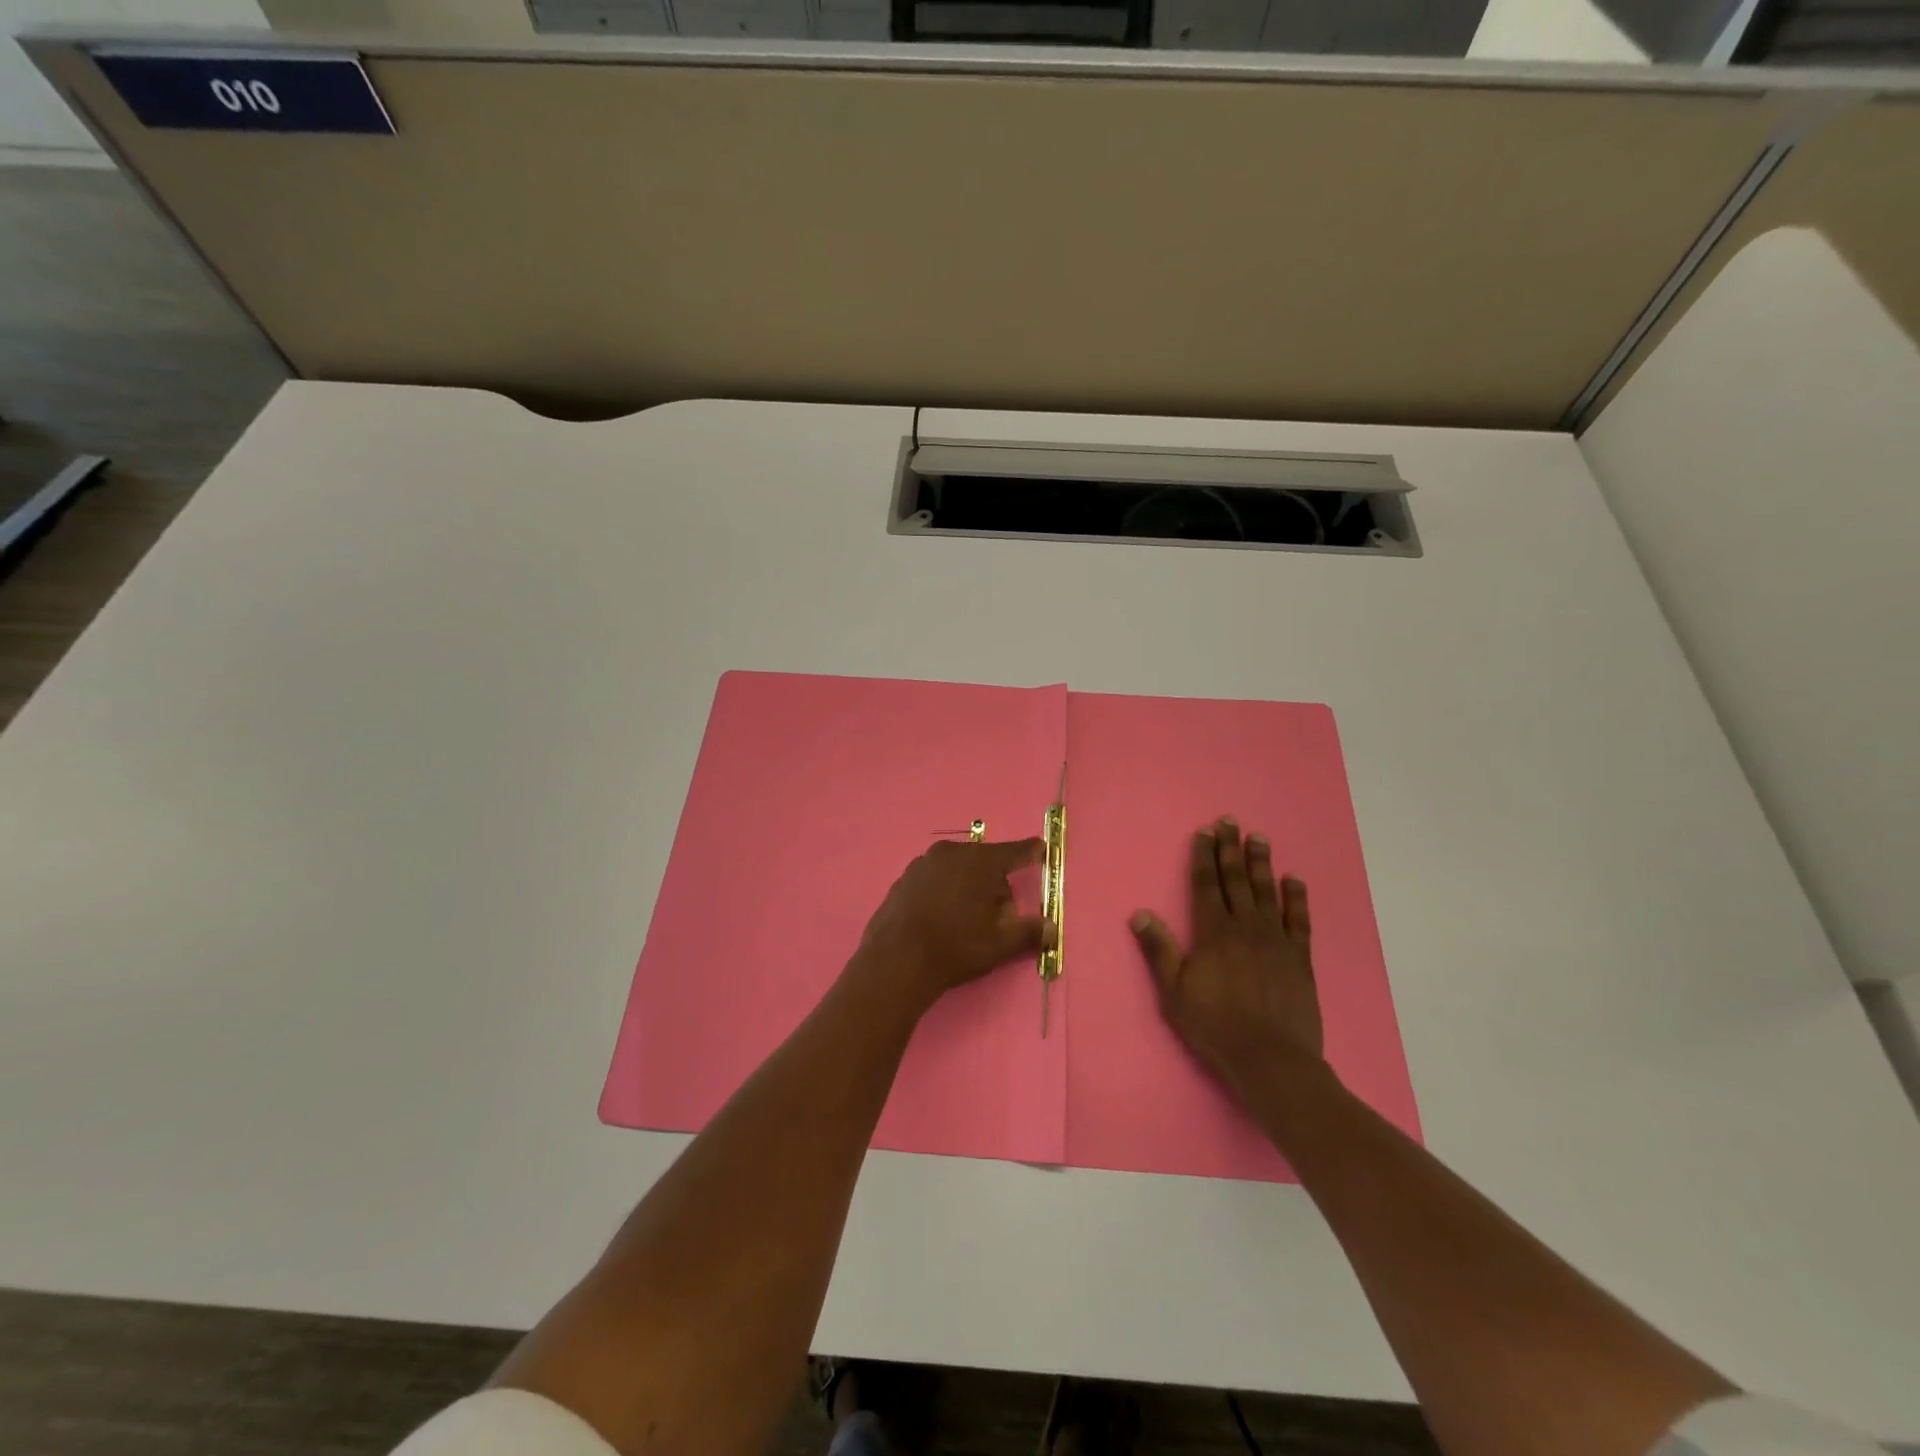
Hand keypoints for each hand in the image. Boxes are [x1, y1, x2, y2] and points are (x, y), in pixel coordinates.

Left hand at [856, 838, 1054, 1010]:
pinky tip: (941, 920)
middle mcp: (951, 853)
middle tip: (999, 916)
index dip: (1030, 852)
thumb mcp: (999, 944)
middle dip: (996, 884)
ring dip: (969, 887)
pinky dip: (945, 892)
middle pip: (984, 862)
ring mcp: (923, 864)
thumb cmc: (955, 947)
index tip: (1042, 848)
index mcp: (979, 861)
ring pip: (958, 870)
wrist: (894, 961)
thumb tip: (1051, 928)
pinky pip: (935, 879)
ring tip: (968, 921)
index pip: (1014, 851)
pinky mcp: (903, 879)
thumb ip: (1029, 932)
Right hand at [1130, 817, 1323, 1094]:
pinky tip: (1294, 880)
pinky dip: (1296, 898)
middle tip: (1230, 822)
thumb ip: (1159, 950)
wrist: (1270, 1059)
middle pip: (1236, 880)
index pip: (1207, 885)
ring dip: (1261, 863)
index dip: (1204, 857)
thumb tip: (1139, 913)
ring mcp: (1275, 940)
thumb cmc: (1215, 1025)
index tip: (1204, 833)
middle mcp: (1245, 927)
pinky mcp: (1299, 958)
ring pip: (1267, 892)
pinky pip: (1299, 920)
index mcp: (1213, 933)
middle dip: (1230, 849)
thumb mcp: (1174, 991)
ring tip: (1259, 838)